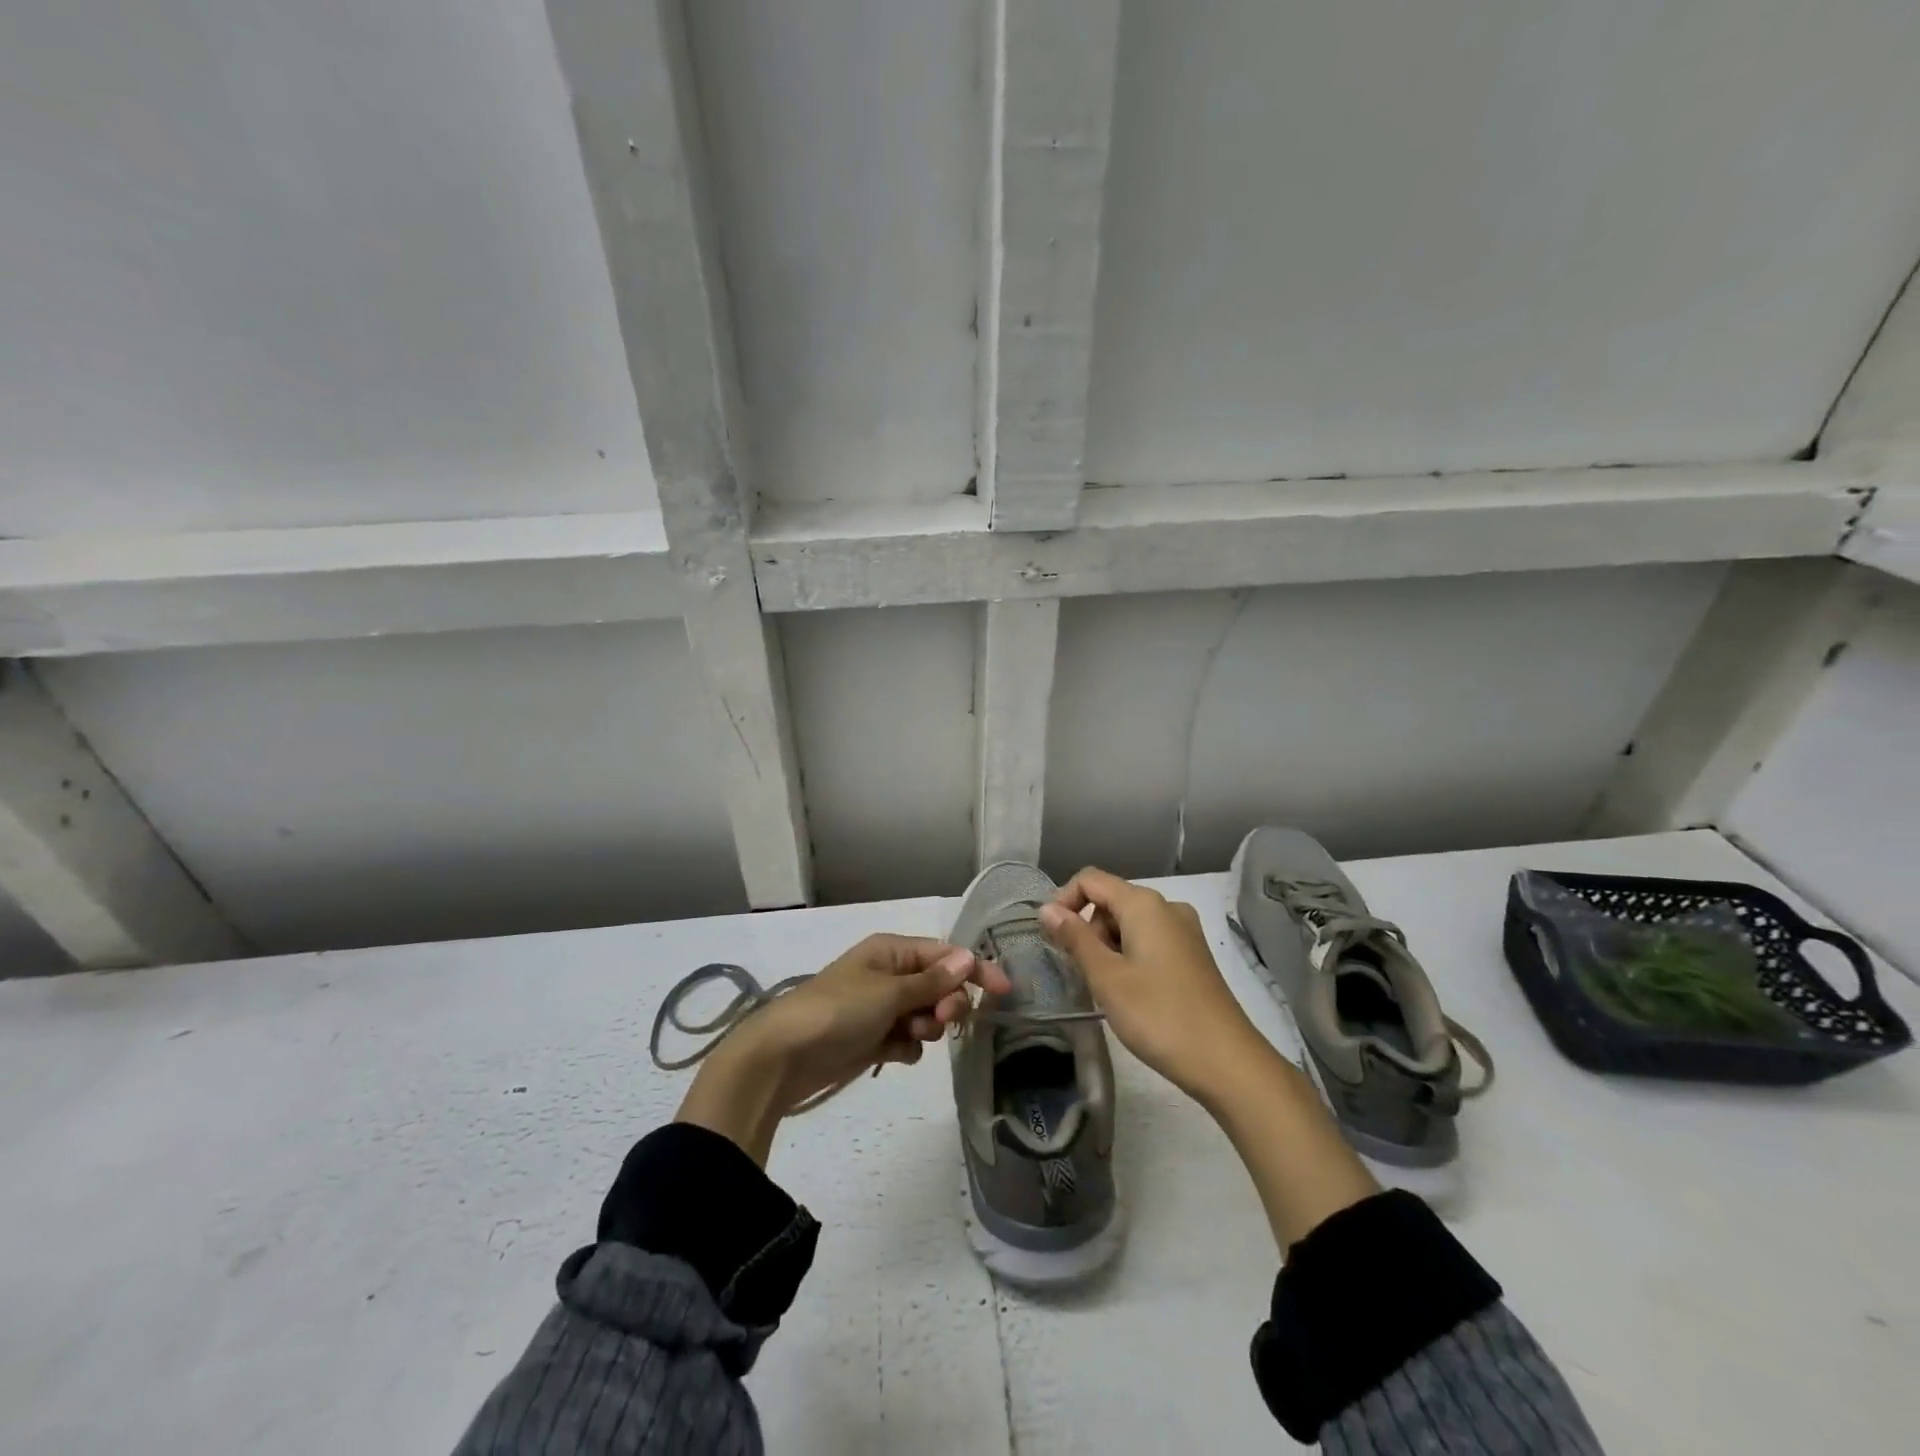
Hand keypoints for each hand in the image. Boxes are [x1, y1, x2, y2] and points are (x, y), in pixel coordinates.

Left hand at [678, 934, 1011, 1162]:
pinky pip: (907, 1039)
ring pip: (925, 1015)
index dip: (974, 971)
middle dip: (946, 1004)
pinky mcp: (872, 1037)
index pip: (945, 954)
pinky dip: (906, 1047)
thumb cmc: (838, 1011)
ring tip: (909, 1037)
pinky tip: (892, 1054)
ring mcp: (880, 1007)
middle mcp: (889, 974)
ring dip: (926, 1028)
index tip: (1004, 992)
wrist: (784, 1056)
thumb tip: (968, 957)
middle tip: (942, 1022)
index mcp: (891, 951)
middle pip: (938, 985)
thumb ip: (932, 981)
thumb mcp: (889, 992)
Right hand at [1042, 867, 1376, 1245]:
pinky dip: (1129, 955)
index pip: (1091, 880)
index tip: (1049, 937)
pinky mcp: (1193, 955)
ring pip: (1130, 922)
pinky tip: (1130, 991)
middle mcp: (1167, 907)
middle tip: (1080, 971)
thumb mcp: (1106, 977)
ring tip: (1105, 987)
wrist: (1227, 1062)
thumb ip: (1075, 939)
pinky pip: (1150, 939)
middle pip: (1111, 900)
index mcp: (1144, 904)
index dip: (1064, 900)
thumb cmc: (1158, 1015)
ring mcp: (1185, 931)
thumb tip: (1047, 910)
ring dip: (1107, 945)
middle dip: (1087, 928)